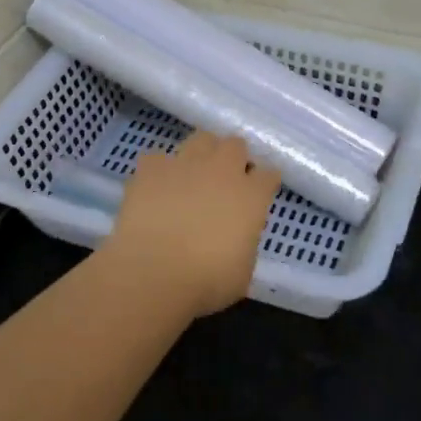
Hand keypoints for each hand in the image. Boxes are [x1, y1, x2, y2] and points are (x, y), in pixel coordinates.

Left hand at [100, 132, 282, 319]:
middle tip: (225, 181)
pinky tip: (156, 187)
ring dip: (202, 153)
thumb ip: (245, 242)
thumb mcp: (243, 270)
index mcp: (251, 196)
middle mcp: (222, 170)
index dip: (264, 183)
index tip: (259, 193)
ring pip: (202, 139)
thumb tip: (236, 237)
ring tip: (193, 174)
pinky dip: (160, 170)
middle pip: (236, 145)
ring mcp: (185, 164)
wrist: (152, 272)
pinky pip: (159, 158)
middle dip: (234, 158)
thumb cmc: (206, 281)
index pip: (269, 175)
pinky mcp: (152, 168)